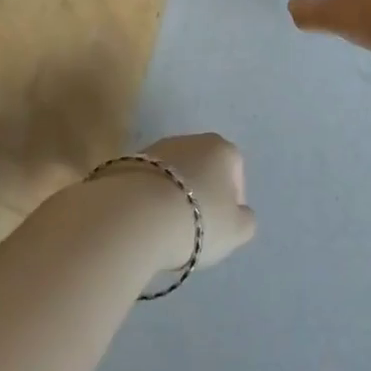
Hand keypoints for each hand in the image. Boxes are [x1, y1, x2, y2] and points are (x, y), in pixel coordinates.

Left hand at [129, 133, 257, 271]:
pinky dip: (147, 200)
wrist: (133, 217)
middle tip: (194, 228)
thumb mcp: (237, 230)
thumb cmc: (196, 220)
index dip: (232, 202)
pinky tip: (143, 224)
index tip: (221, 227)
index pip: (236, 172)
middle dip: (200, 195)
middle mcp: (190, 140)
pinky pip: (146, 184)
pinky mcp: (124, 163)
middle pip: (202, 170)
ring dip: (172, 197)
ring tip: (164, 229)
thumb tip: (239, 214)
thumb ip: (245, 220)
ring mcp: (155, 148)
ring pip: (172, 176)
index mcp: (222, 149)